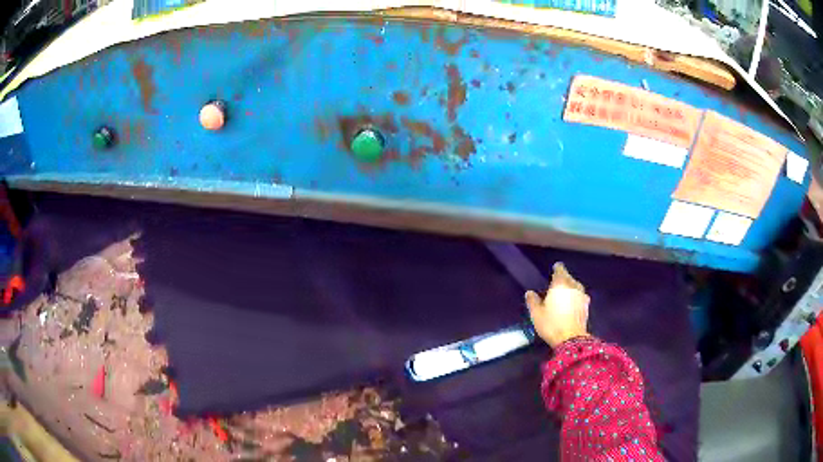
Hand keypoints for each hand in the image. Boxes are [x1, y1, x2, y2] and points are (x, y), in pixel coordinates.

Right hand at [525, 263, 589, 347]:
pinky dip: (576, 297)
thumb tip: (529, 292)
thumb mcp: (536, 314)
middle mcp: (573, 286)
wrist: (571, 339)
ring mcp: (582, 296)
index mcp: (560, 284)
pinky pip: (580, 296)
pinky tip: (572, 304)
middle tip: (557, 283)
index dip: (557, 269)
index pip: (560, 270)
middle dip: (564, 278)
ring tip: (565, 293)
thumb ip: (533, 301)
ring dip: (571, 287)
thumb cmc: (551, 324)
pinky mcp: (586, 307)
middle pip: (569, 278)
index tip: (554, 269)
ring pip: (576, 286)